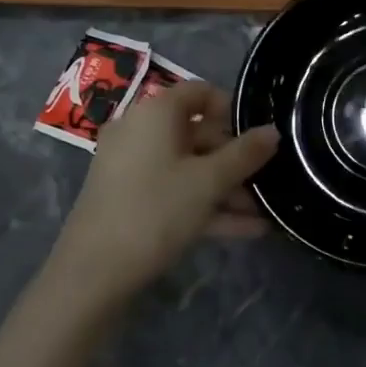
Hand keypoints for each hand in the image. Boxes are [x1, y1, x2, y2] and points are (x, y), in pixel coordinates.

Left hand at [49, 81, 277, 306]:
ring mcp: (130, 167)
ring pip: (188, 168)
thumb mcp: (210, 182)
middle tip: (266, 182)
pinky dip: (204, 205)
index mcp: (156, 113)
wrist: (92, 274)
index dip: (233, 110)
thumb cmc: (156, 210)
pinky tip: (244, 230)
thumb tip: (273, 131)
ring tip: (263, 213)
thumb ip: (245, 154)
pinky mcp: (127, 199)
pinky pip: (173, 191)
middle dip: (235, 160)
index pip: (201, 92)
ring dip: (225, 189)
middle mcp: (140, 131)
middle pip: (197, 134)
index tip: (259, 137)